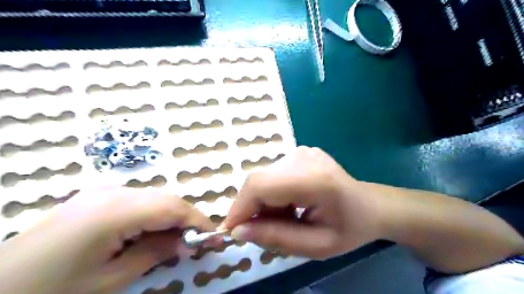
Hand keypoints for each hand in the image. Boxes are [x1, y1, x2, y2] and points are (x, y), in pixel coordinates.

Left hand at [0, 187, 214, 293]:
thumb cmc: (52, 292)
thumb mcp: (111, 280)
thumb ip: (155, 253)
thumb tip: (187, 242)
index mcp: (115, 210)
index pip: (172, 207)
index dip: (198, 220)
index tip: (215, 237)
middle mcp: (112, 192)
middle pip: (165, 199)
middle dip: (186, 219)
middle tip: (197, 242)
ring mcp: (102, 191)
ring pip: (154, 198)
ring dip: (170, 217)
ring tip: (176, 240)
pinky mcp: (96, 197)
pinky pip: (138, 201)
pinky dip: (153, 215)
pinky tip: (151, 233)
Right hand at [220, 146, 386, 259]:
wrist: (369, 205)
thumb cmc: (349, 228)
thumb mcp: (316, 246)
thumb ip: (277, 238)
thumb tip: (239, 231)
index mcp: (314, 179)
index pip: (261, 185)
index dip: (240, 207)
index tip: (230, 232)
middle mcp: (304, 157)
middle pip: (259, 181)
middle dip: (252, 209)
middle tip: (263, 231)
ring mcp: (302, 151)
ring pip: (263, 178)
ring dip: (264, 203)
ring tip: (285, 219)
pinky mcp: (299, 152)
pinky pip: (273, 175)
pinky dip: (272, 194)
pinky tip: (290, 205)